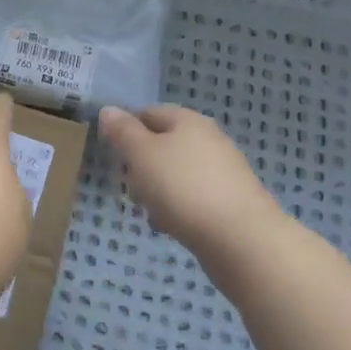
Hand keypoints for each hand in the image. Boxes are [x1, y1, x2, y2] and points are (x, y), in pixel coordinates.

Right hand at [98, 105, 280, 254]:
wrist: (241, 239)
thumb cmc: (182, 188)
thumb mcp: (141, 154)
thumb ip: (122, 131)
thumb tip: (109, 109)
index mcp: (187, 120)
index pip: (148, 112)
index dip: (126, 129)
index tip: (111, 153)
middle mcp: (209, 139)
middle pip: (164, 143)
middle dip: (141, 163)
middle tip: (126, 183)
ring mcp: (224, 171)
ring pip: (178, 172)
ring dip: (158, 188)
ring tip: (147, 209)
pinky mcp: (232, 201)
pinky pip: (194, 196)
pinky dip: (178, 207)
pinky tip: (171, 225)